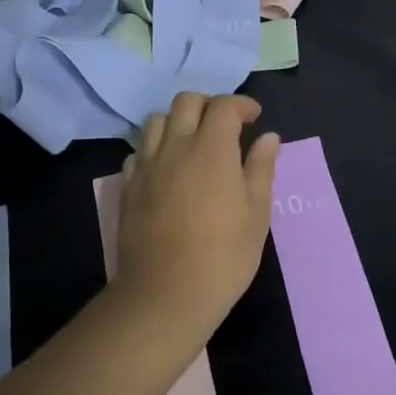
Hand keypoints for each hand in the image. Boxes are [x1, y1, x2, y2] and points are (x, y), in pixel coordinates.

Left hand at [116, 93, 279, 339]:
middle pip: (186, 102)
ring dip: (177, 121)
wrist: (167, 292)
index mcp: (212, 149)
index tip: (254, 118)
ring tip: (192, 142)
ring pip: (156, 121)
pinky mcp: (127, 187)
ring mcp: (146, 166)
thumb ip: (261, 169)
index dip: (242, 105)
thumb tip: (268, 138)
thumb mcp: (256, 214)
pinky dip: (154, 149)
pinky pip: (138, 152)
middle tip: (225, 125)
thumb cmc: (225, 255)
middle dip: (209, 105)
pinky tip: (166, 169)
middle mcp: (175, 146)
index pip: (225, 106)